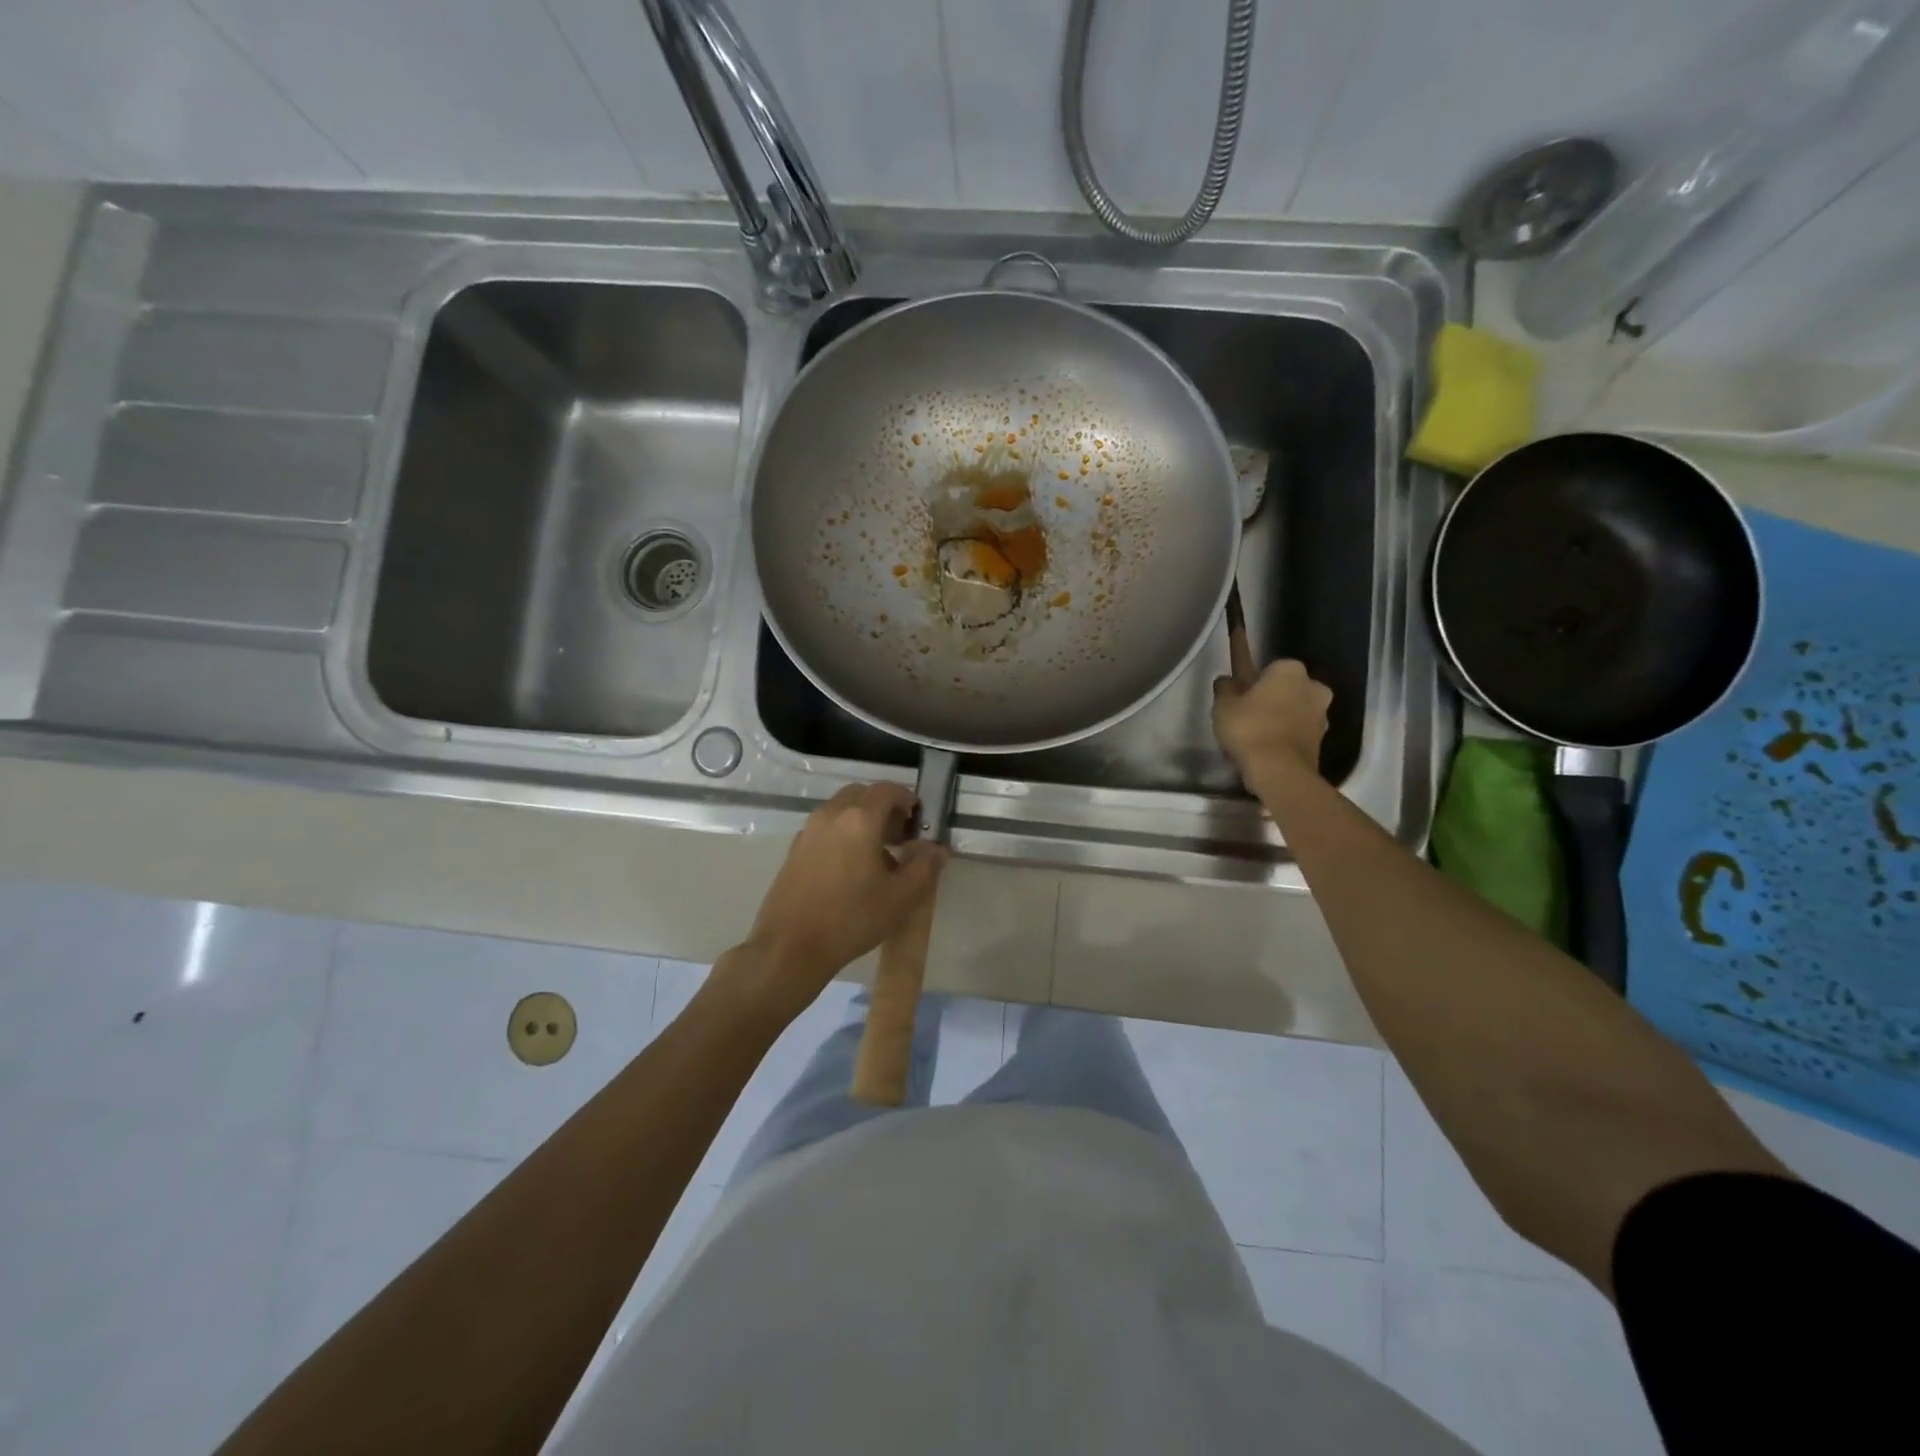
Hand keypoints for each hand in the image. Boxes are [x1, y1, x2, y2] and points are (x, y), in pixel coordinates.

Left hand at [720, 784, 946, 1025]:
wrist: (790, 947)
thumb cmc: (852, 919)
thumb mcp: (901, 897)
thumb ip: (925, 866)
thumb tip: (936, 848)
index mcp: (859, 819)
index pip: (887, 790)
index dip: (906, 799)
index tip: (918, 821)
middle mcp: (831, 815)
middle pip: (861, 794)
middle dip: (884, 807)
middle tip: (900, 835)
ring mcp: (808, 831)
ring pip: (841, 810)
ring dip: (862, 820)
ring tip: (878, 855)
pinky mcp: (794, 850)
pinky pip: (825, 828)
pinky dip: (843, 833)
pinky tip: (851, 869)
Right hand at [1213, 659, 1331, 789]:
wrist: (1279, 771)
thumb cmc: (1249, 728)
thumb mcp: (1223, 706)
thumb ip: (1225, 689)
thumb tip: (1226, 681)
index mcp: (1290, 670)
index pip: (1269, 669)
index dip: (1252, 683)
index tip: (1239, 698)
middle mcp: (1313, 686)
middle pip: (1286, 689)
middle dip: (1270, 699)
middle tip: (1246, 717)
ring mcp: (1322, 714)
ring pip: (1294, 711)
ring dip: (1280, 719)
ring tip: (1255, 738)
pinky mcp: (1322, 740)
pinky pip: (1298, 732)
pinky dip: (1285, 737)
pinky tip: (1266, 751)